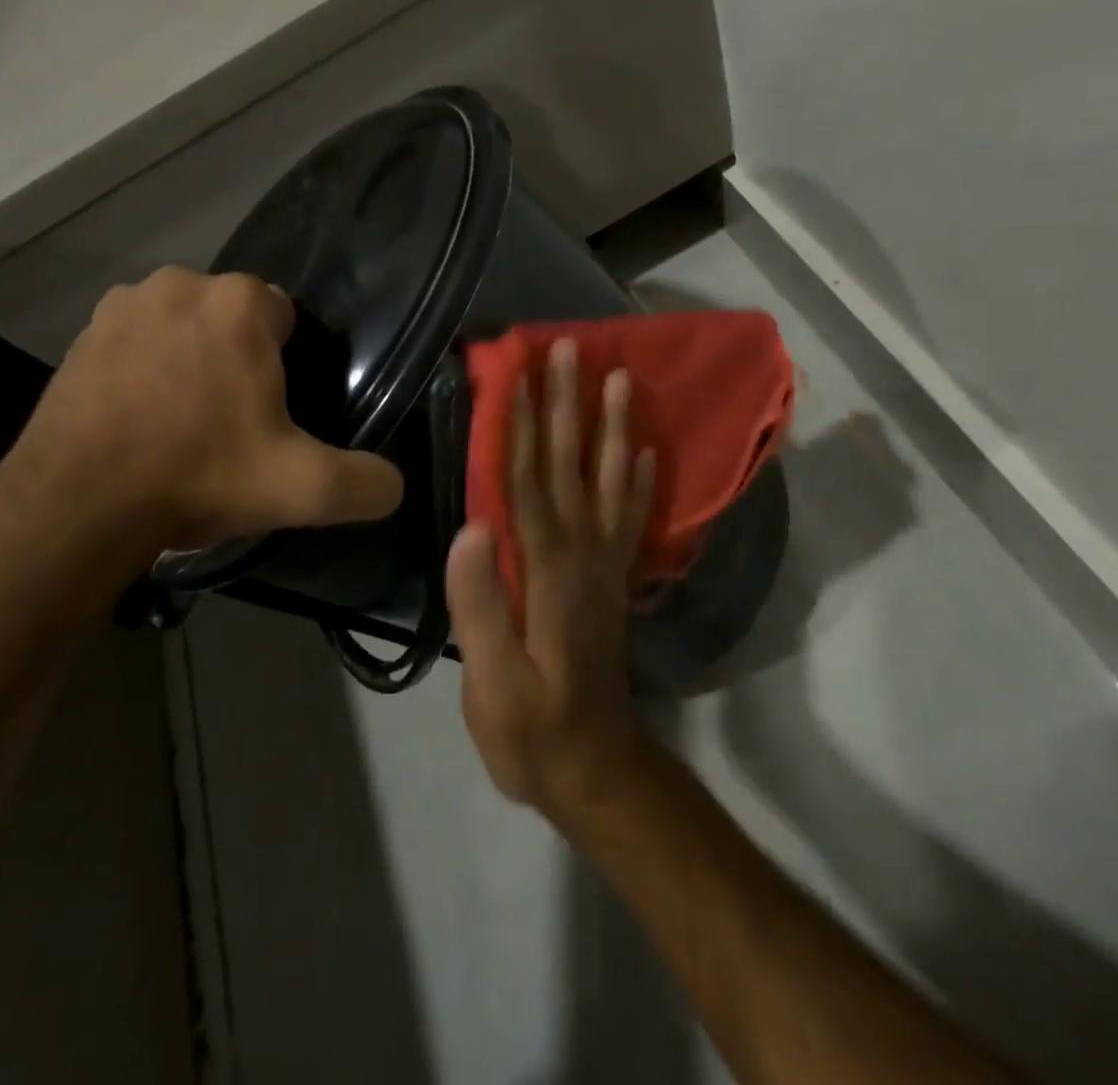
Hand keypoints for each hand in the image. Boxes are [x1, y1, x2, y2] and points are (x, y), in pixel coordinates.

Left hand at [0, 268, 403, 579]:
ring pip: (184, 328)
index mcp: (240, 303)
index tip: (274, 413)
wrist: (76, 506)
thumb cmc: (199, 477)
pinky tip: (142, 422)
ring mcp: (123, 306)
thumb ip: (366, 483)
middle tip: (235, 425)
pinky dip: (146, 370)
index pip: (286, 316)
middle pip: (234, 320)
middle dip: (240, 359)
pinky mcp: (80, 336)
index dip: (287, 365)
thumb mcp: (303, 489)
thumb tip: (395, 486)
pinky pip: (137, 344)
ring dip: (193, 361)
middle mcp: (181, 284)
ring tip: (186, 425)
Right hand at [446, 339, 657, 824]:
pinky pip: (633, 519)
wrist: (596, 769)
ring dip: (612, 426)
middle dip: (568, 403)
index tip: (517, 373)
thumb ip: (481, 606)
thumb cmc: (532, 729)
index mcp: (546, 571)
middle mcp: (582, 554)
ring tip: (618, 377)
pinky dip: (642, 480)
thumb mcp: (493, 684)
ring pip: (609, 480)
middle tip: (570, 348)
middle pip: (571, 465)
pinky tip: (646, 449)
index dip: (521, 425)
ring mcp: (605, 565)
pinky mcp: (616, 581)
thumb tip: (471, 526)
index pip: (528, 482)